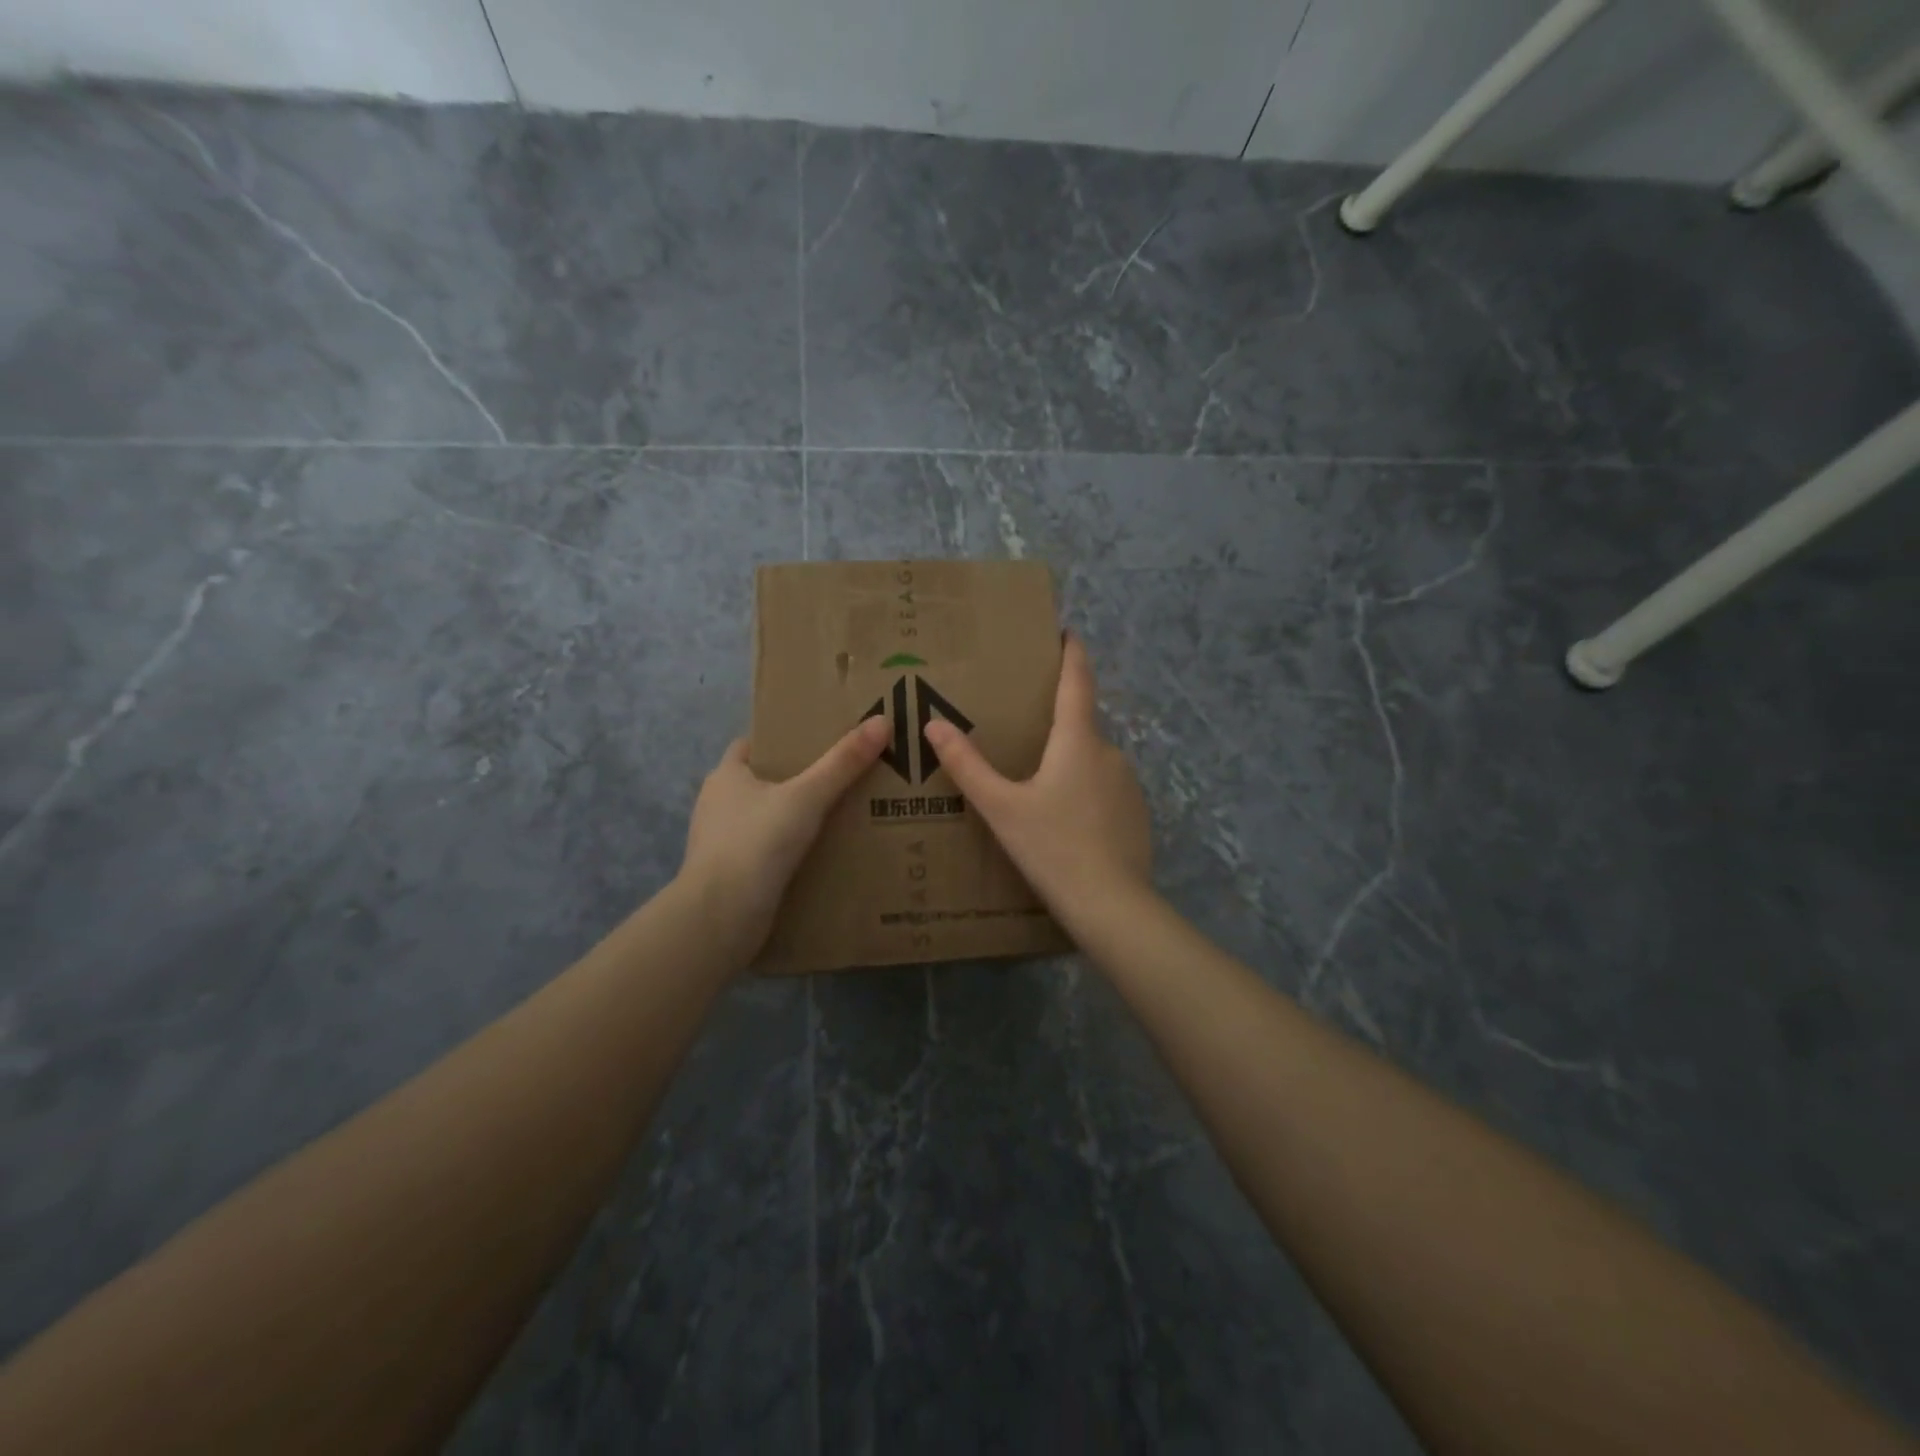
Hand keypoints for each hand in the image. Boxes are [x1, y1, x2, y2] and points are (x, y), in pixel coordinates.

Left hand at [680, 717, 889, 958]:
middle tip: (844, 778)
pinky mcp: (731, 875)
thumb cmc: (756, 844)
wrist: (720, 917)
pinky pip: (767, 852)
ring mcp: (722, 842)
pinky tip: (822, 855)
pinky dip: (790, 851)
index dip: (785, 740)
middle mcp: (718, 805)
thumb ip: (843, 762)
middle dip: (799, 780)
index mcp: (726, 775)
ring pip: (766, 819)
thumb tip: (882, 721)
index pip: (754, 745)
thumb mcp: (807, 797)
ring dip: (796, 819)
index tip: (822, 742)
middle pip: (764, 782)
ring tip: (841, 816)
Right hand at [925, 633, 1151, 922]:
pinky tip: (1065, 821)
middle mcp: (1109, 752)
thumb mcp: (1001, 808)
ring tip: (1038, 785)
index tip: (1066, 632)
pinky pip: (1105, 789)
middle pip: (1081, 725)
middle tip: (1023, 732)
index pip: (1077, 681)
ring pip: (1092, 761)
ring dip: (1069, 762)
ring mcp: (1128, 784)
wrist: (1112, 905)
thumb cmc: (1052, 847)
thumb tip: (933, 724)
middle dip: (1056, 723)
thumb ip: (967, 766)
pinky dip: (1085, 791)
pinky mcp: (1137, 813)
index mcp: (1077, 741)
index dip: (1072, 654)